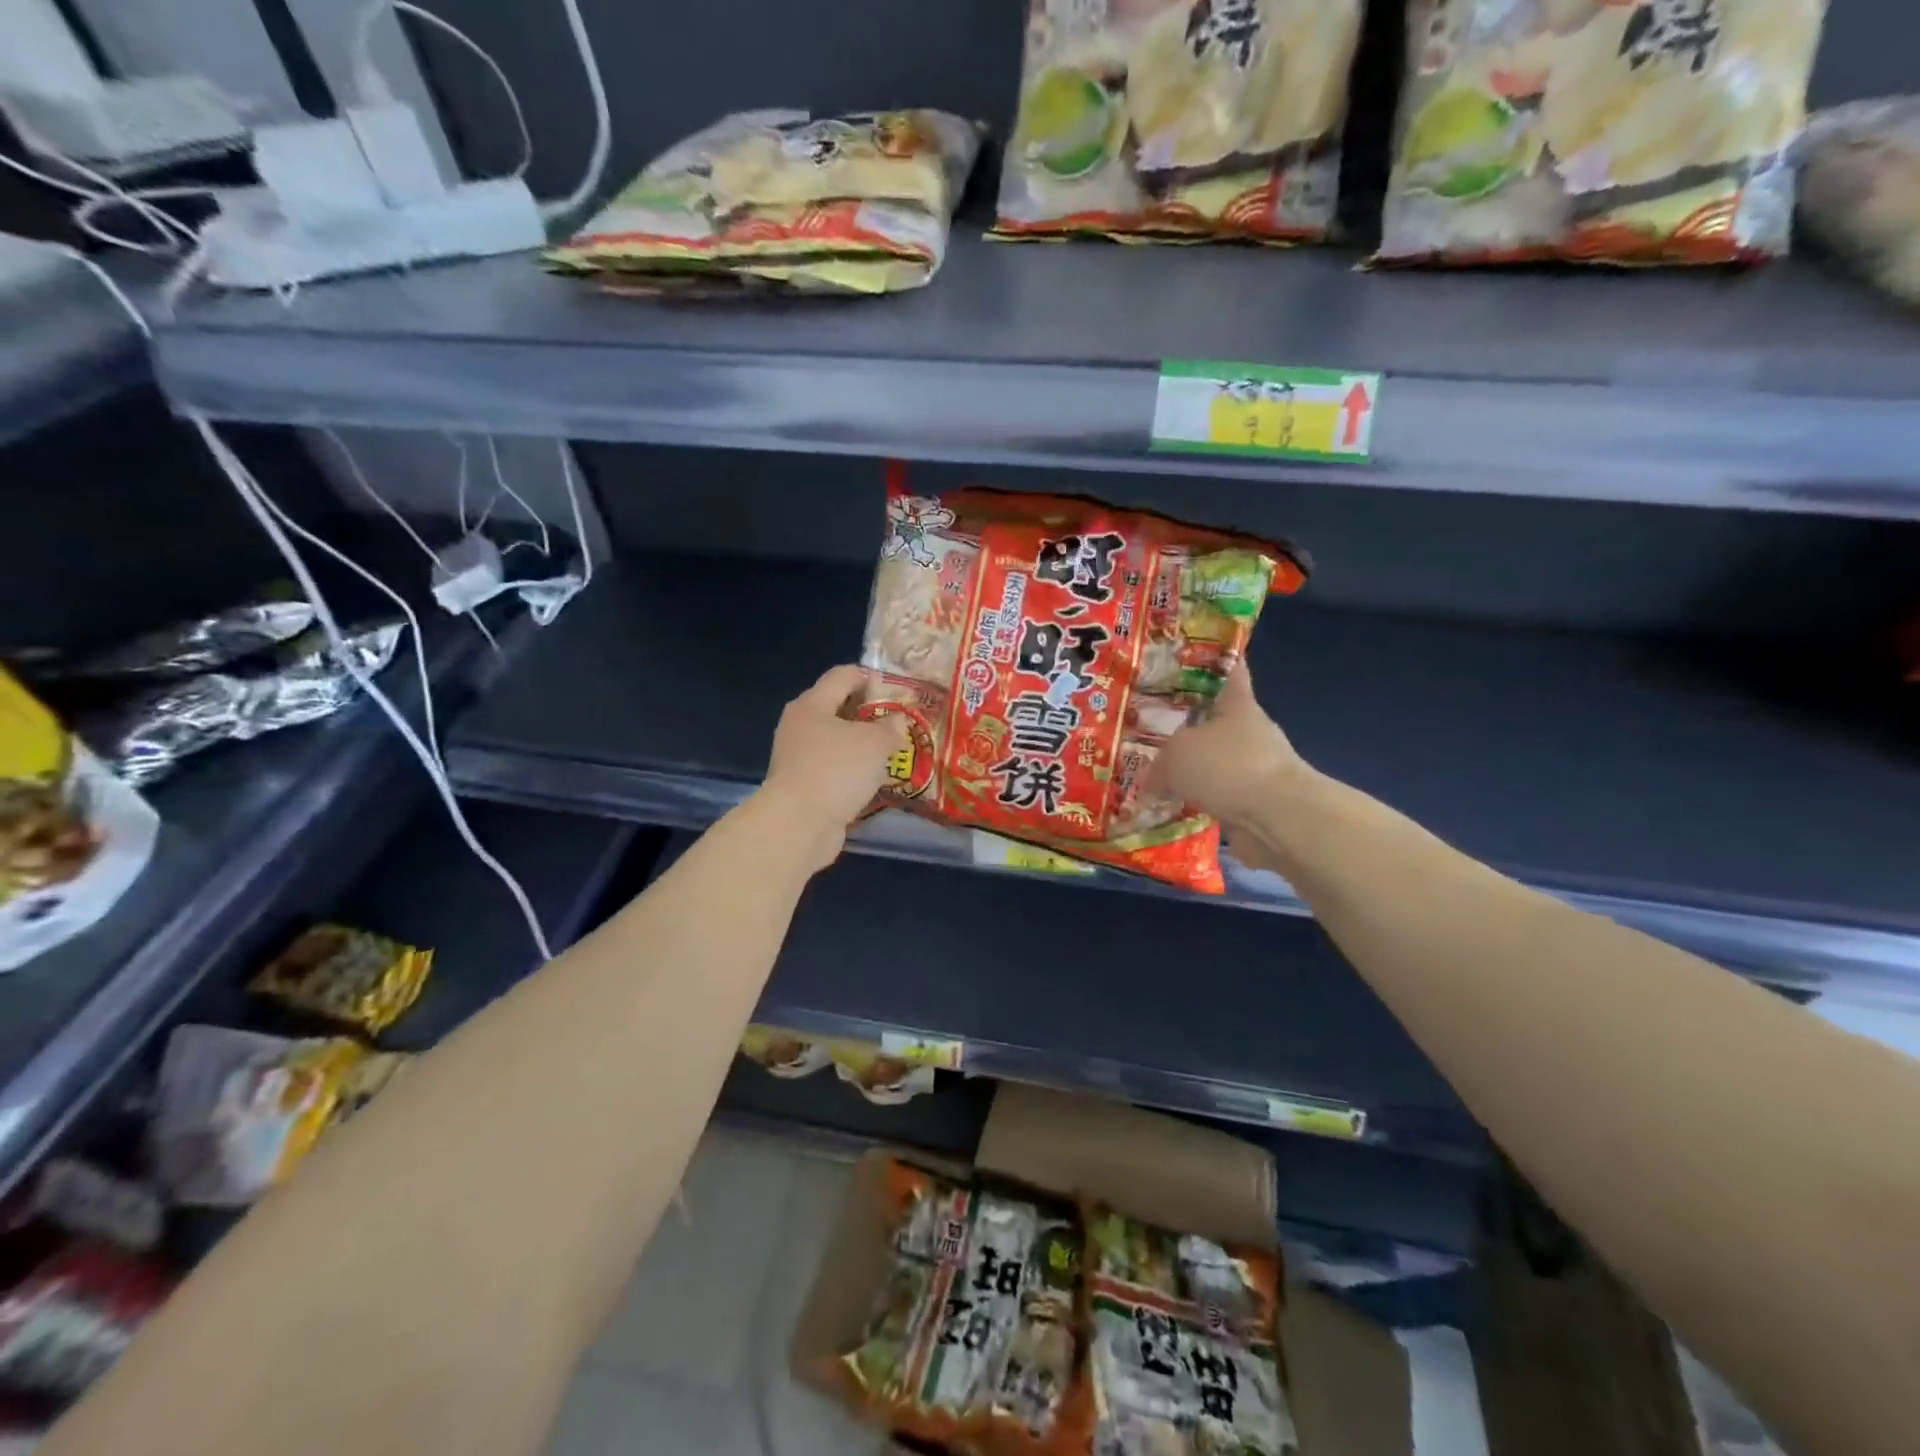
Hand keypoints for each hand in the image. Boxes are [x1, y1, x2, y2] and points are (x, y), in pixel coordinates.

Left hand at [757, 665, 907, 865]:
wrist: (798, 824)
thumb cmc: (836, 770)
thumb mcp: (875, 743)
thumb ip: (891, 728)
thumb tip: (898, 721)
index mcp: (812, 704)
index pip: (842, 676)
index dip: (870, 677)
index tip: (895, 690)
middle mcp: (799, 726)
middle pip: (837, 708)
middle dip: (868, 714)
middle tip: (897, 724)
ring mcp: (797, 758)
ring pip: (835, 742)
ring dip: (861, 746)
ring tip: (891, 753)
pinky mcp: (801, 786)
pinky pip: (832, 769)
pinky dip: (851, 771)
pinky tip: (872, 780)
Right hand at [1148, 663, 1305, 831]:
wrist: (1275, 818)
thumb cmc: (1227, 766)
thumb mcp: (1177, 754)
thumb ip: (1161, 762)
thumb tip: (1155, 780)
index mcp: (1238, 706)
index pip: (1231, 674)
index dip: (1219, 664)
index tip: (1203, 656)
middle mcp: (1250, 733)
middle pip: (1216, 723)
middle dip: (1189, 728)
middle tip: (1152, 730)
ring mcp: (1255, 770)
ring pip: (1215, 763)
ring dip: (1193, 771)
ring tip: (1154, 776)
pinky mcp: (1254, 804)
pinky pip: (1217, 798)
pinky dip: (1197, 802)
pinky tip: (1170, 808)